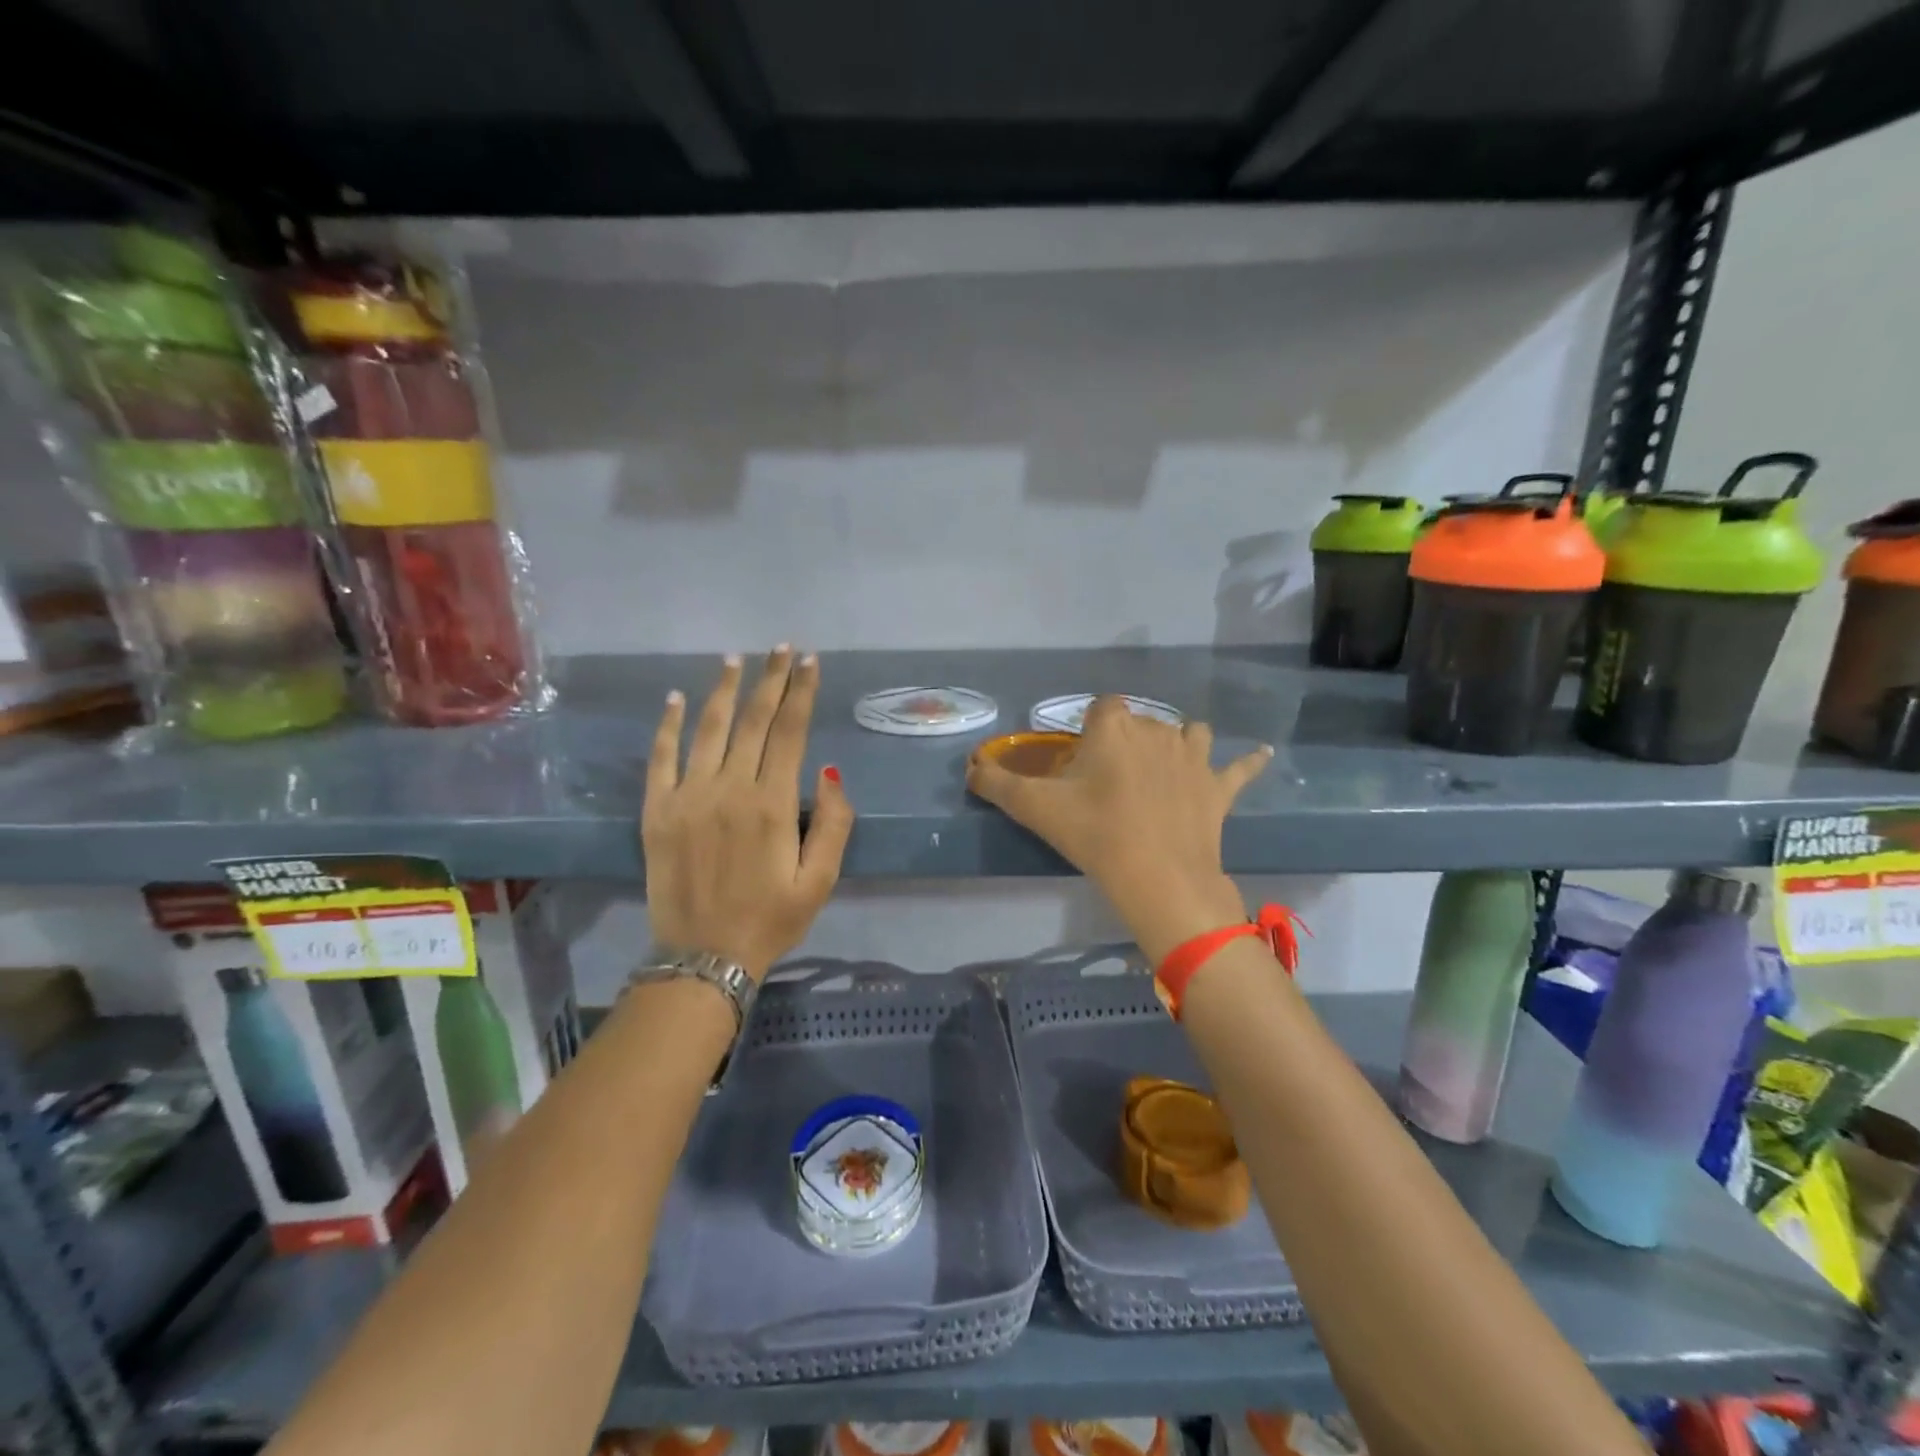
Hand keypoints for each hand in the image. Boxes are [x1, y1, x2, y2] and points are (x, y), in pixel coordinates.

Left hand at [643, 647, 852, 977]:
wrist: (703, 958)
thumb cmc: (771, 919)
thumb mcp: (821, 881)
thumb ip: (833, 824)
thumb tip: (827, 772)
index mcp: (772, 804)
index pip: (790, 731)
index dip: (801, 691)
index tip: (809, 661)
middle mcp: (729, 789)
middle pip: (754, 720)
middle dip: (771, 679)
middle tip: (781, 647)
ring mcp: (687, 796)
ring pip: (708, 729)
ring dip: (724, 691)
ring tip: (736, 659)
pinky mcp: (656, 811)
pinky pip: (661, 758)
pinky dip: (667, 725)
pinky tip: (676, 698)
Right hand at [966, 697, 1270, 960]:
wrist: (1157, 877)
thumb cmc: (1095, 834)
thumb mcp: (1035, 808)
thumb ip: (996, 783)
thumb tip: (970, 767)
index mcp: (1115, 727)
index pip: (1103, 707)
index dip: (1091, 729)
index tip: (1081, 760)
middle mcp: (1158, 729)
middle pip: (1141, 722)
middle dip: (1127, 741)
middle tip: (1110, 780)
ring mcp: (1194, 757)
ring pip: (1189, 732)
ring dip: (1178, 742)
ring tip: (1167, 764)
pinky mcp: (1219, 787)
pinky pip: (1239, 768)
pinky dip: (1247, 762)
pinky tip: (1260, 754)